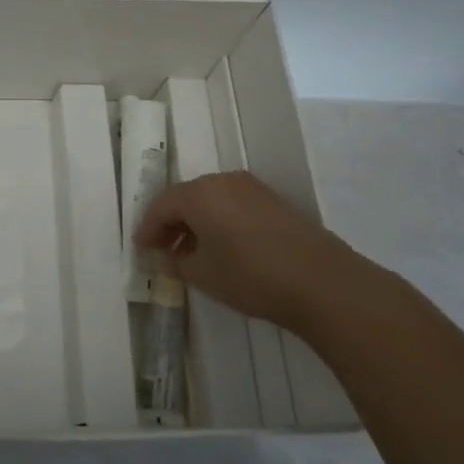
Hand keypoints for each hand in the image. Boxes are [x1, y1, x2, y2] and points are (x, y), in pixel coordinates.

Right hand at [135, 171, 374, 331]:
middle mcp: (223, 181)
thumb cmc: (250, 275)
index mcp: (199, 193)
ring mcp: (252, 188)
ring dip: (196, 221)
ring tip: (192, 250)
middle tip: (163, 248)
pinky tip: (223, 246)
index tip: (141, 249)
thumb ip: (177, 261)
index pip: (161, 205)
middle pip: (186, 197)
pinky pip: (233, 205)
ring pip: (211, 199)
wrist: (321, 282)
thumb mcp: (203, 274)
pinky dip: (220, 220)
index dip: (148, 227)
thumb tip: (170, 255)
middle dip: (171, 222)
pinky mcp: (274, 201)